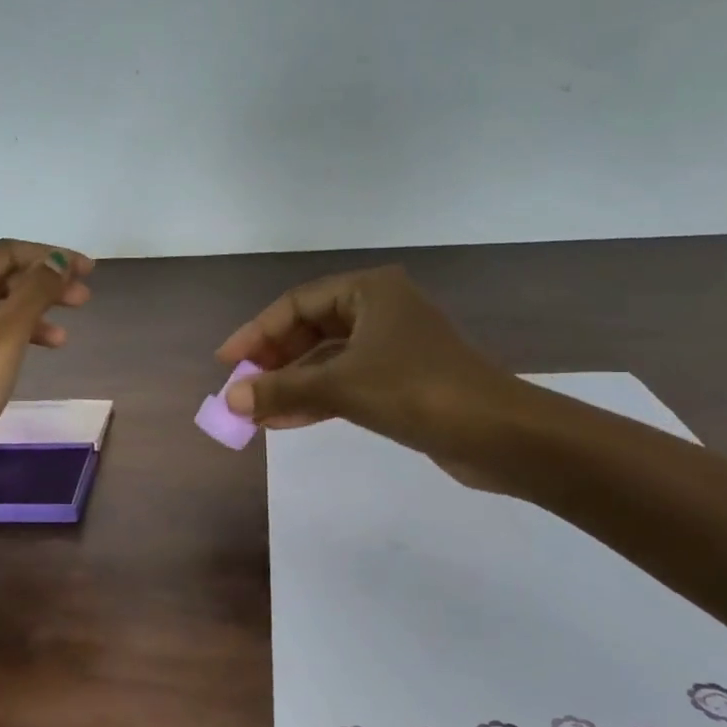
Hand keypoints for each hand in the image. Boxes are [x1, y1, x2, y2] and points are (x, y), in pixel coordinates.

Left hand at [0, 239, 93, 487]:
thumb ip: (35, 293)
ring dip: (35, 312)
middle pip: (2, 277)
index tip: (87, 270)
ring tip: (66, 334)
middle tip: (84, 297)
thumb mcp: (5, 336)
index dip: (49, 256)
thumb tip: (59, 260)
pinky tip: (40, 351)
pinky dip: (19, 335)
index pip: (6, 252)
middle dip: (45, 283)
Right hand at [215, 265, 530, 487]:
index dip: (256, 333)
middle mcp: (380, 311)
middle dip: (273, 362)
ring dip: (290, 385)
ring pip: (325, 361)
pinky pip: (344, 383)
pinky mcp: (400, 381)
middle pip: (310, 330)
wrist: (498, 434)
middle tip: (241, 389)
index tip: (227, 363)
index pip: (297, 304)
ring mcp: (391, 347)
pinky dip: (315, 400)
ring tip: (254, 413)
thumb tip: (229, 399)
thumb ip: (281, 390)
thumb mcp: (340, 387)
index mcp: (369, 292)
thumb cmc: (416, 391)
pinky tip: (283, 422)